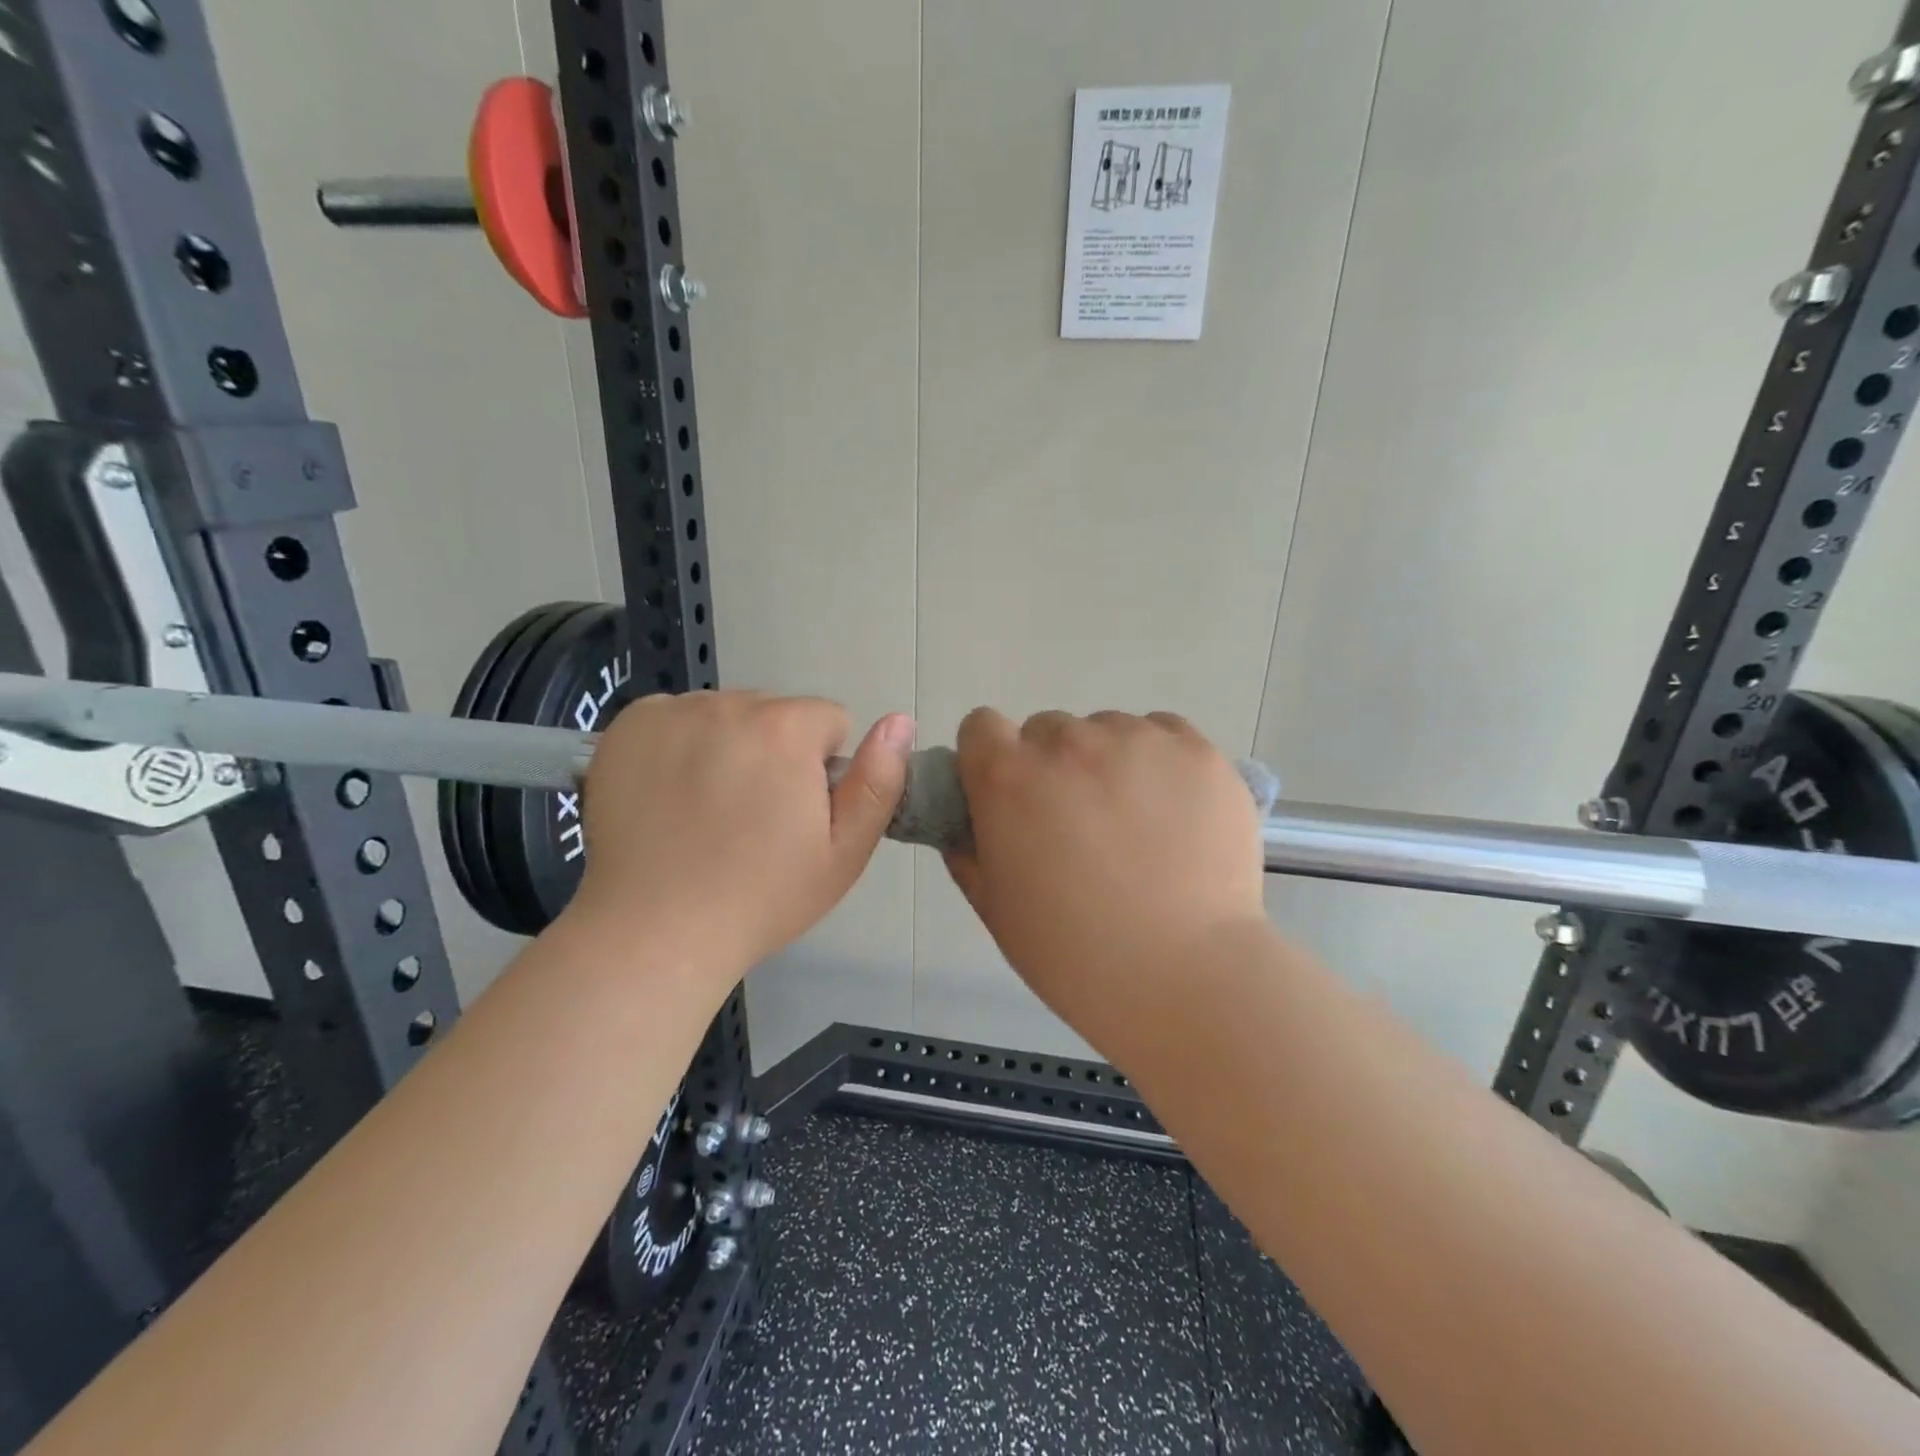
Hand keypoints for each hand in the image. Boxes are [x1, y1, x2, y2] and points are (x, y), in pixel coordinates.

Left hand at [567, 691, 913, 991]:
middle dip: (775, 752)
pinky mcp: (628, 727)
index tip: (798, 813)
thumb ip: (878, 782)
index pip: (828, 720)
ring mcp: (672, 713)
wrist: (655, 932)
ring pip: (725, 715)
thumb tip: (899, 720)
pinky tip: (670, 793)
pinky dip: (679, 744)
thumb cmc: (760, 898)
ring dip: (728, 745)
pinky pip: (675, 718)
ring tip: (708, 811)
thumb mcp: (844, 853)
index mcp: (786, 728)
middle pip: (774, 713)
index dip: (821, 767)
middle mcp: (728, 704)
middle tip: (753, 818)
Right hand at [946, 709, 1267, 1056]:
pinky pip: (1164, 733)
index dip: (990, 758)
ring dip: (1109, 763)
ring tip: (1138, 826)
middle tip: (1079, 825)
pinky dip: (1161, 762)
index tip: (1010, 795)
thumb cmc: (1074, 955)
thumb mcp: (995, 909)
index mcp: (1008, 777)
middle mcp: (1068, 742)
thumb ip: (968, 851)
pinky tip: (1176, 814)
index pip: (981, 726)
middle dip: (1053, 768)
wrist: (1185, 977)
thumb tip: (968, 822)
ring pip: (1108, 730)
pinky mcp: (1196, 751)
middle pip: (1047, 730)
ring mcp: (1138, 740)